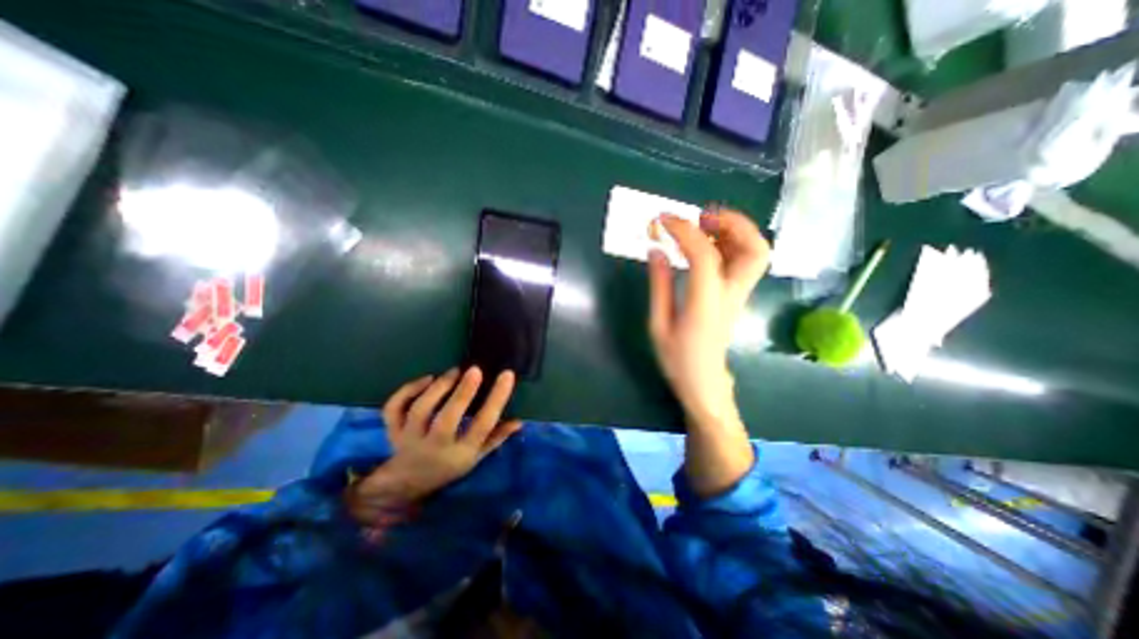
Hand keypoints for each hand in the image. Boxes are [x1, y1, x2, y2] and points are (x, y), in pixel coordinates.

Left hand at [349, 366, 521, 520]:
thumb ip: (496, 437)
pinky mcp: (393, 430)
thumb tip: (519, 421)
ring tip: (454, 371)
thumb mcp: (476, 456)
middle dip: (462, 393)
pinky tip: (427, 378)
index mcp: (460, 453)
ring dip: (438, 388)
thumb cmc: (449, 466)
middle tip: (475, 370)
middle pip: (447, 419)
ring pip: (420, 411)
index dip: (496, 399)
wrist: (408, 482)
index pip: (482, 426)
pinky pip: (394, 409)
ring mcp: (410, 438)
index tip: (507, 375)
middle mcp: (434, 446)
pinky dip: (407, 390)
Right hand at [645, 207, 767, 425]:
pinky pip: (745, 261)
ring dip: (735, 230)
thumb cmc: (677, 359)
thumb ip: (659, 285)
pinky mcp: (739, 296)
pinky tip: (708, 244)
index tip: (663, 220)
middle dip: (731, 223)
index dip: (685, 232)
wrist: (704, 384)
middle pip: (754, 249)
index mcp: (706, 305)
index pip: (705, 256)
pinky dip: (732, 243)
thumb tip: (657, 249)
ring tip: (703, 225)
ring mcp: (740, 295)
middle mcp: (731, 295)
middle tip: (700, 216)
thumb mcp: (658, 324)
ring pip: (757, 252)